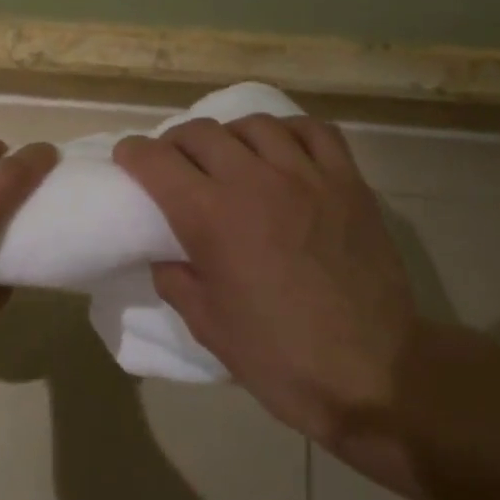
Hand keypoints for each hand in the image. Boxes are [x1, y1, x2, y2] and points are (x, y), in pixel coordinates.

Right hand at [113, 114, 415, 443]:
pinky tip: (280, 152)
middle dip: (174, 143)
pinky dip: (287, 132)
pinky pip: (314, 132)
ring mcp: (307, 177)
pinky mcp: (348, 183)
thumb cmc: (276, 355)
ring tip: (228, 158)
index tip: (128, 160)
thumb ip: (174, 277)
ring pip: (254, 125)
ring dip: (228, 136)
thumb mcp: (204, 323)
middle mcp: (254, 182)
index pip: (156, 160)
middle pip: (200, 132)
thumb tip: (167, 252)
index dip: (133, 154)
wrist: (371, 373)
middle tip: (174, 165)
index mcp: (210, 217)